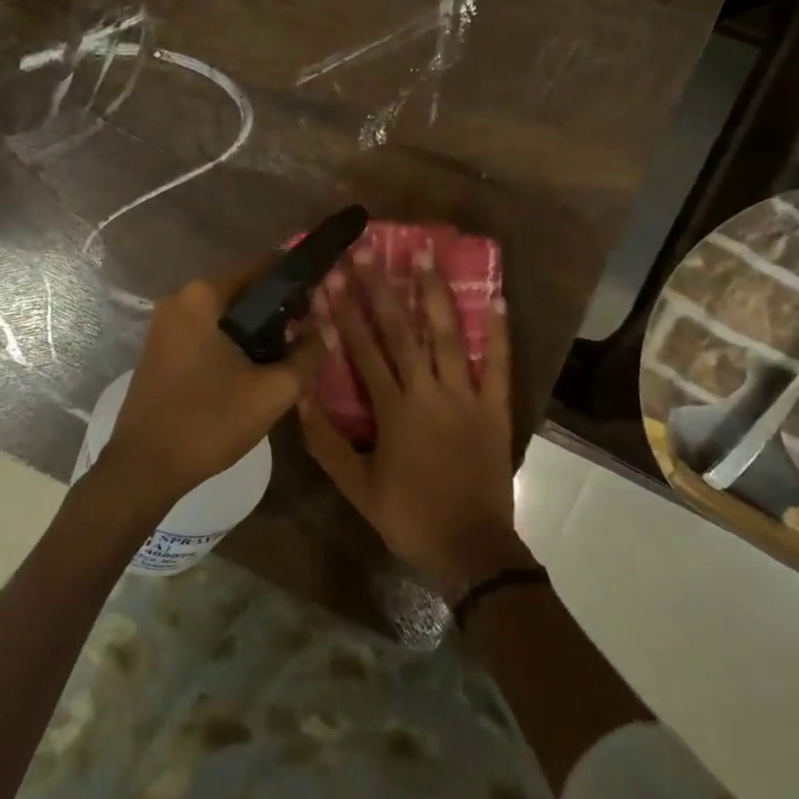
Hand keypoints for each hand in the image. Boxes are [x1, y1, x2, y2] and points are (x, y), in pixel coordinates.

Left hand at [100, 256, 328, 502]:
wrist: (144, 467)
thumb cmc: (209, 421)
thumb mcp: (272, 391)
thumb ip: (307, 354)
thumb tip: (327, 328)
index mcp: (203, 295)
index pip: (264, 268)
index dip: (298, 281)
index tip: (324, 298)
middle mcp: (180, 300)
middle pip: (245, 292)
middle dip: (279, 311)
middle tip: (310, 336)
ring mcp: (166, 325)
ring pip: (227, 316)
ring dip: (257, 331)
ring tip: (289, 356)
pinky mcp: (162, 350)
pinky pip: (208, 334)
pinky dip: (233, 344)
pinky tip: (254, 370)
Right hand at [298, 246, 532, 597]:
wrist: (471, 548)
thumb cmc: (408, 517)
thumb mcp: (356, 487)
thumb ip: (325, 441)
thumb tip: (300, 394)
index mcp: (392, 410)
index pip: (362, 350)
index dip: (345, 311)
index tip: (332, 277)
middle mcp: (427, 392)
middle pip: (400, 331)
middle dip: (381, 288)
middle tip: (369, 251)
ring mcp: (465, 396)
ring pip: (446, 335)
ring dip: (434, 294)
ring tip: (425, 255)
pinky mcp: (495, 407)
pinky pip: (498, 363)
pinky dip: (497, 332)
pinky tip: (496, 298)